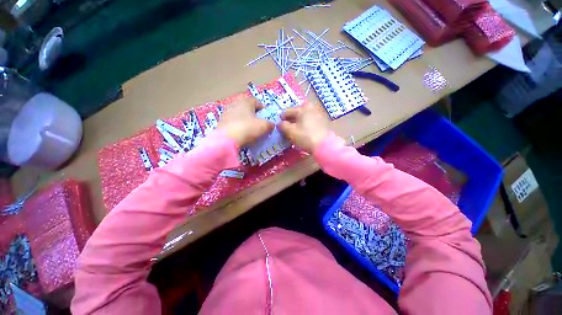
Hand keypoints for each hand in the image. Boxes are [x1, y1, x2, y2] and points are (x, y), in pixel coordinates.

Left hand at [218, 96, 273, 146]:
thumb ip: (270, 124)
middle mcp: (234, 104)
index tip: (266, 117)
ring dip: (244, 120)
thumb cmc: (248, 128)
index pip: (256, 101)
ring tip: (250, 129)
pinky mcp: (221, 123)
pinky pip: (233, 123)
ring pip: (239, 115)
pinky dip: (238, 126)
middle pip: (246, 107)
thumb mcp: (264, 126)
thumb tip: (271, 125)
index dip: (263, 108)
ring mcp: (226, 113)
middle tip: (258, 123)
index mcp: (245, 101)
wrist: (227, 140)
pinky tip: (241, 134)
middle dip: (253, 114)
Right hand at [279, 101, 329, 152]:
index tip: (279, 126)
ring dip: (297, 123)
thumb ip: (283, 126)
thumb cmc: (305, 137)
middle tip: (286, 129)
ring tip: (293, 131)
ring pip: (303, 118)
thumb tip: (280, 123)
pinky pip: (309, 122)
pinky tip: (302, 133)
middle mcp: (311, 108)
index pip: (287, 111)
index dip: (281, 119)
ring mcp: (317, 115)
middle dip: (290, 120)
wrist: (324, 146)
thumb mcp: (291, 131)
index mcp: (302, 108)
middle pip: (296, 113)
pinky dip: (304, 125)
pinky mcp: (322, 123)